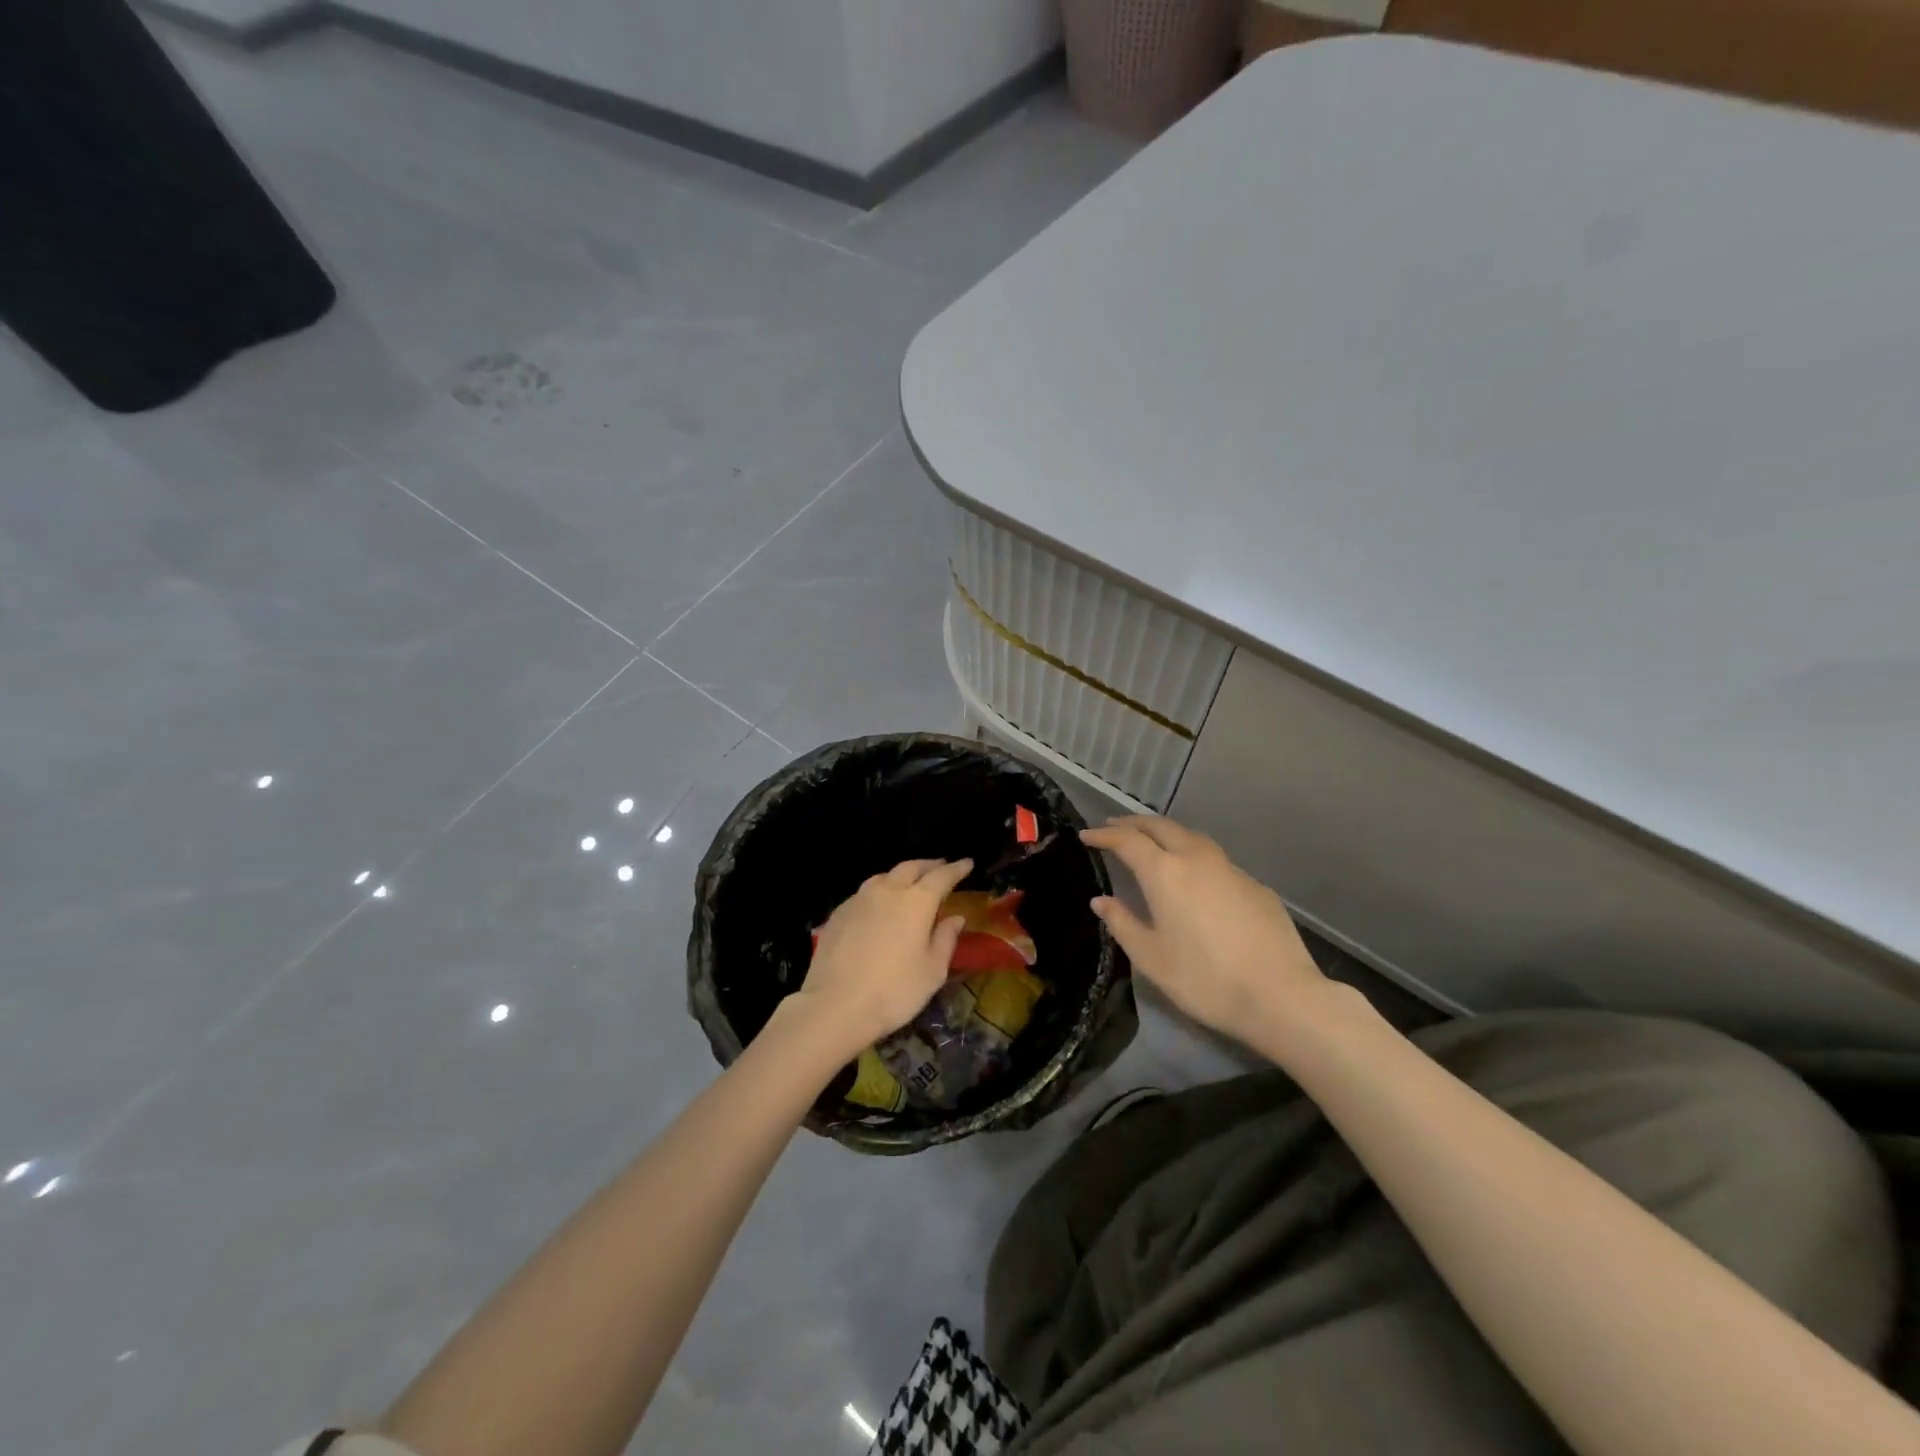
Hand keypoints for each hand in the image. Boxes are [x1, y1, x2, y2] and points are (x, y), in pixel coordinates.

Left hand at [795, 858, 973, 1056]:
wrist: (835, 1005)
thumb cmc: (894, 991)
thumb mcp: (932, 971)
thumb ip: (946, 939)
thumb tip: (956, 917)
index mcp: (917, 901)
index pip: (942, 876)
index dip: (957, 869)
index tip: (968, 863)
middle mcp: (888, 891)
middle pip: (911, 867)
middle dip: (929, 865)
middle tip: (941, 866)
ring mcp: (860, 899)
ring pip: (885, 876)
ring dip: (902, 874)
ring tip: (910, 881)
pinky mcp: (839, 912)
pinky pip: (865, 892)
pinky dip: (880, 890)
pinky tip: (879, 904)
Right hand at [1081, 817, 1327, 1041]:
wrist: (1281, 996)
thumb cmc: (1205, 980)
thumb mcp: (1152, 958)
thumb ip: (1122, 924)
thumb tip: (1101, 901)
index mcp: (1165, 873)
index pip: (1127, 841)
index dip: (1104, 836)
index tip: (1086, 836)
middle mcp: (1197, 859)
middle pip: (1161, 826)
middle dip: (1134, 824)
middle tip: (1114, 828)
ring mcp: (1231, 869)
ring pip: (1191, 836)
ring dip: (1166, 833)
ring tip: (1152, 842)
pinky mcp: (1256, 886)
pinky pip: (1216, 859)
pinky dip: (1194, 855)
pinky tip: (1195, 877)